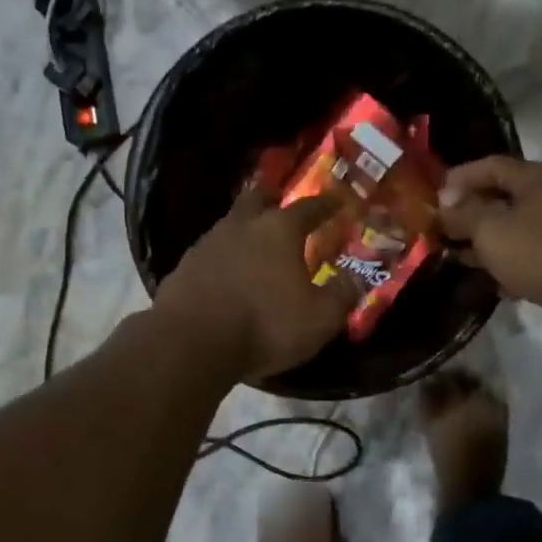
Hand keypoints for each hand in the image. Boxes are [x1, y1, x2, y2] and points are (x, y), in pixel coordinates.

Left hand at [153, 186, 357, 383]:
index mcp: (279, 230)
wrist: (190, 343)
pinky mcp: (183, 267)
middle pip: (258, 199)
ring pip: (231, 224)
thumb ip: (342, 295)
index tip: (337, 201)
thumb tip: (357, 278)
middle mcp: (242, 226)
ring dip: (245, 228)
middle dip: (272, 198)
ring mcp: (207, 244)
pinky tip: (227, 271)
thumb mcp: (319, 318)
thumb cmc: (265, 324)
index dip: (326, 204)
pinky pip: (211, 252)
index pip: (309, 207)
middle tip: (281, 201)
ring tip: (255, 242)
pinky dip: (224, 256)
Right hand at [440, 156, 541, 343]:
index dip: (458, 179)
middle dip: (469, 212)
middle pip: (501, 196)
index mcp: (534, 177)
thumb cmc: (540, 253)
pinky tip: (492, 281)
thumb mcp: (490, 231)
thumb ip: (463, 214)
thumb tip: (445, 204)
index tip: (433, 198)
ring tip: (458, 256)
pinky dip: (509, 261)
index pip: (489, 166)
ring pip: (514, 226)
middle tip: (441, 229)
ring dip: (486, 240)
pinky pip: (529, 251)